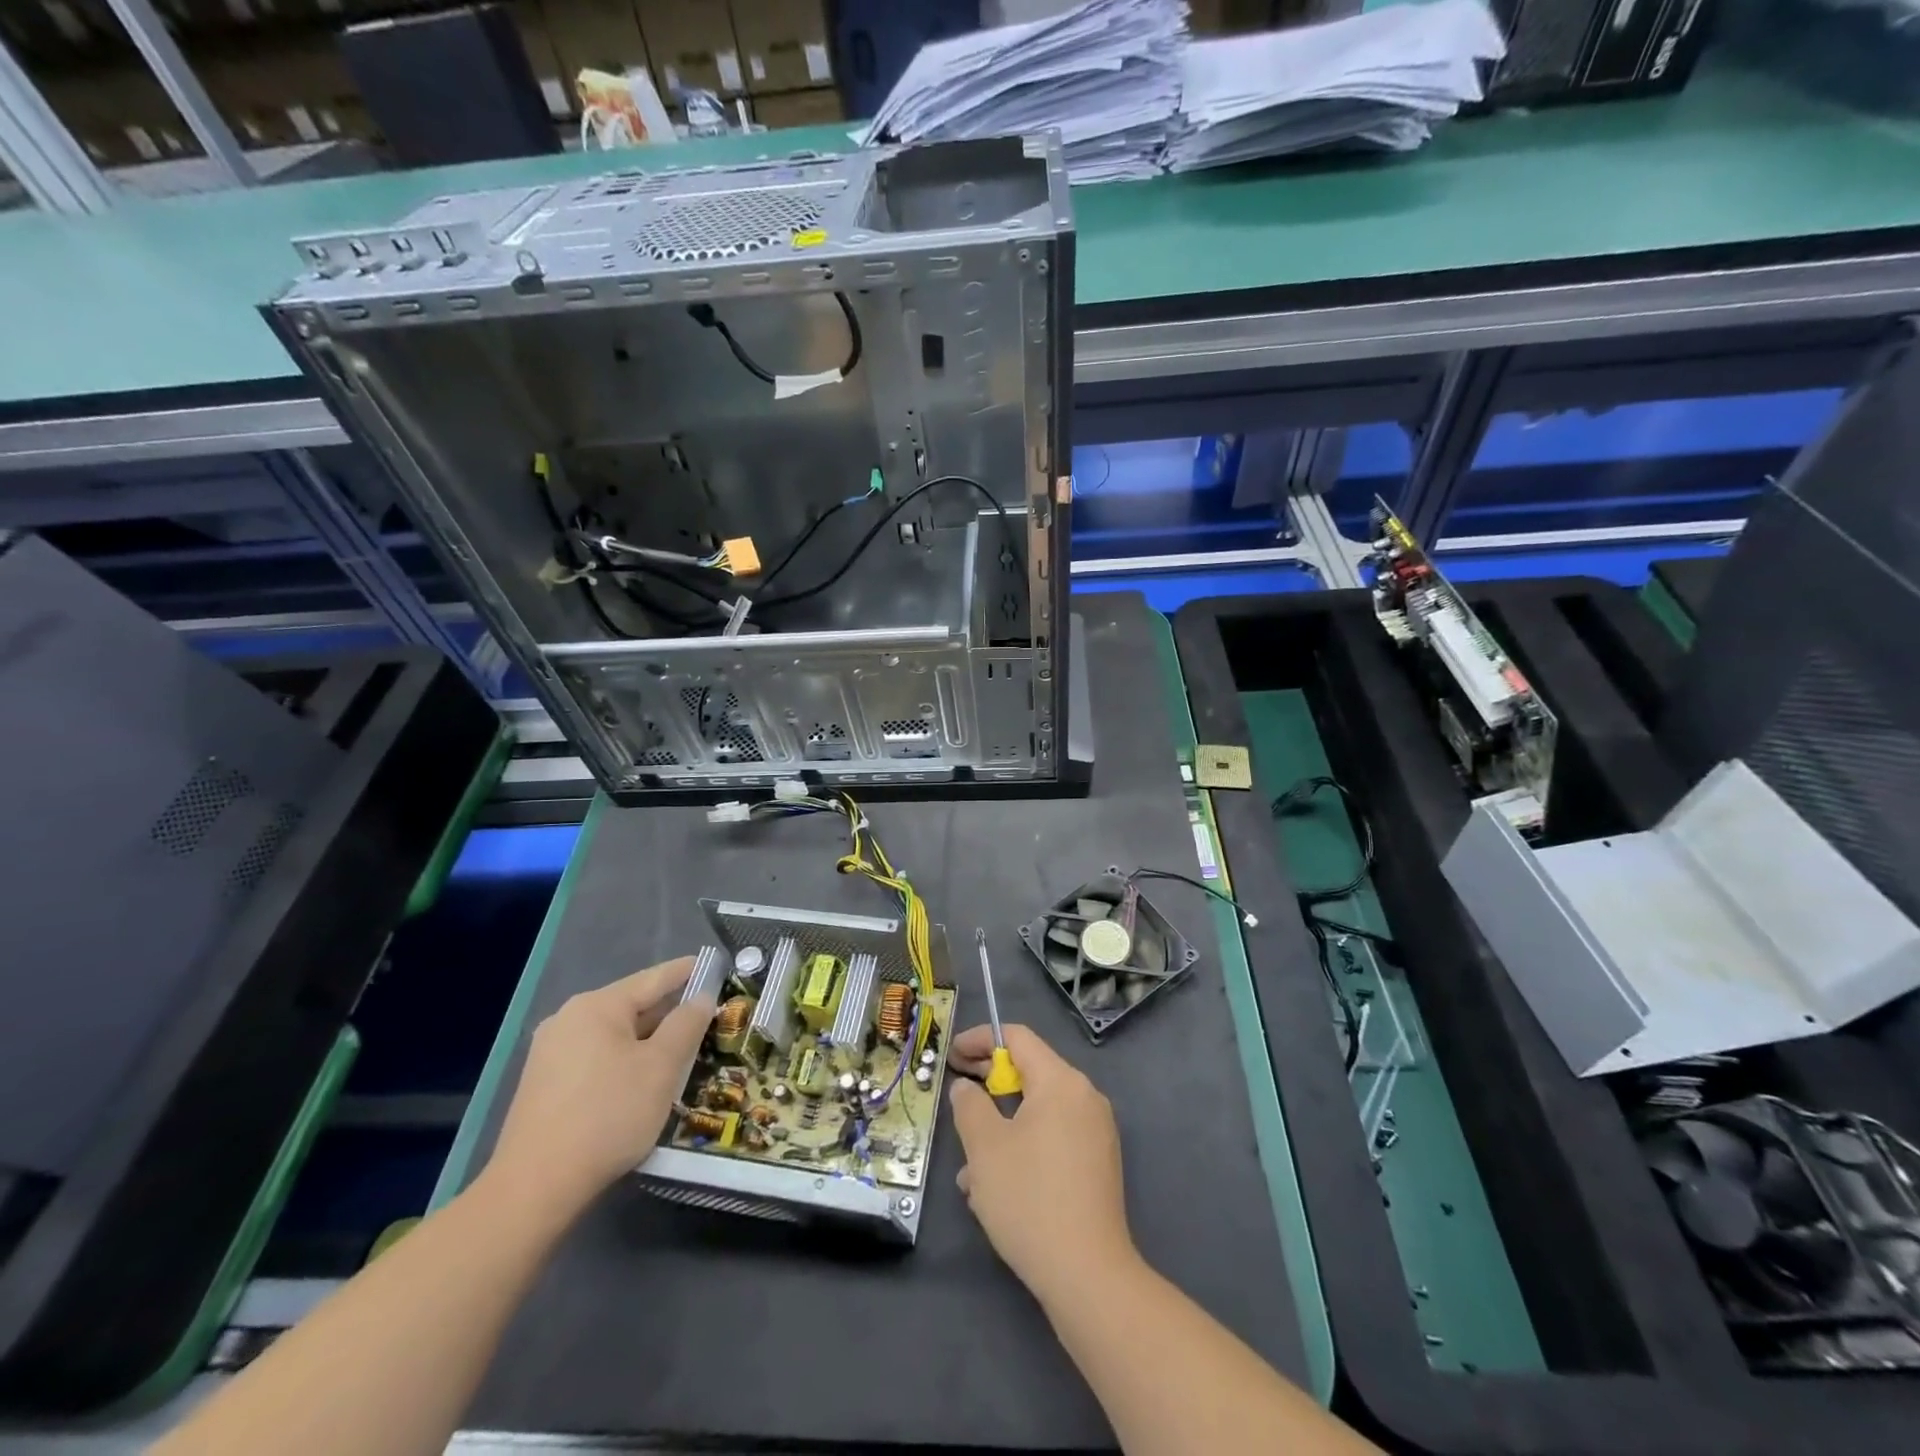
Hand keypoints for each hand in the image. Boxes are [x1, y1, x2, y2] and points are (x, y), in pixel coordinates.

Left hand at [487, 957, 713, 1217]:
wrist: (534, 1188)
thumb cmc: (608, 1115)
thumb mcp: (662, 1067)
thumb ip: (686, 1025)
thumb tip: (701, 998)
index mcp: (597, 1006)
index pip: (654, 978)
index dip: (688, 971)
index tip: (716, 967)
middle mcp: (569, 1019)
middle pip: (632, 1006)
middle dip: (670, 1014)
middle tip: (708, 1019)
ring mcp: (550, 1053)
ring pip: (614, 1035)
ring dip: (648, 1042)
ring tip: (682, 1053)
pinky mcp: (544, 1085)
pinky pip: (596, 1058)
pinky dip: (624, 1061)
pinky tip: (642, 1082)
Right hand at [947, 1023, 1135, 1303]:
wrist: (1088, 1276)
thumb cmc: (1030, 1199)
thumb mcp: (985, 1148)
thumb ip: (970, 1106)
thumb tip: (967, 1087)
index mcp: (1061, 1082)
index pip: (1018, 1038)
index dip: (981, 1039)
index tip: (952, 1054)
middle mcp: (1085, 1097)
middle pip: (1031, 1072)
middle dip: (989, 1084)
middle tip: (957, 1094)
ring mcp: (1096, 1132)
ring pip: (1038, 1112)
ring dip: (1001, 1126)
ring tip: (969, 1166)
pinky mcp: (1098, 1164)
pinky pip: (1053, 1138)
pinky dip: (1023, 1146)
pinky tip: (996, 1187)